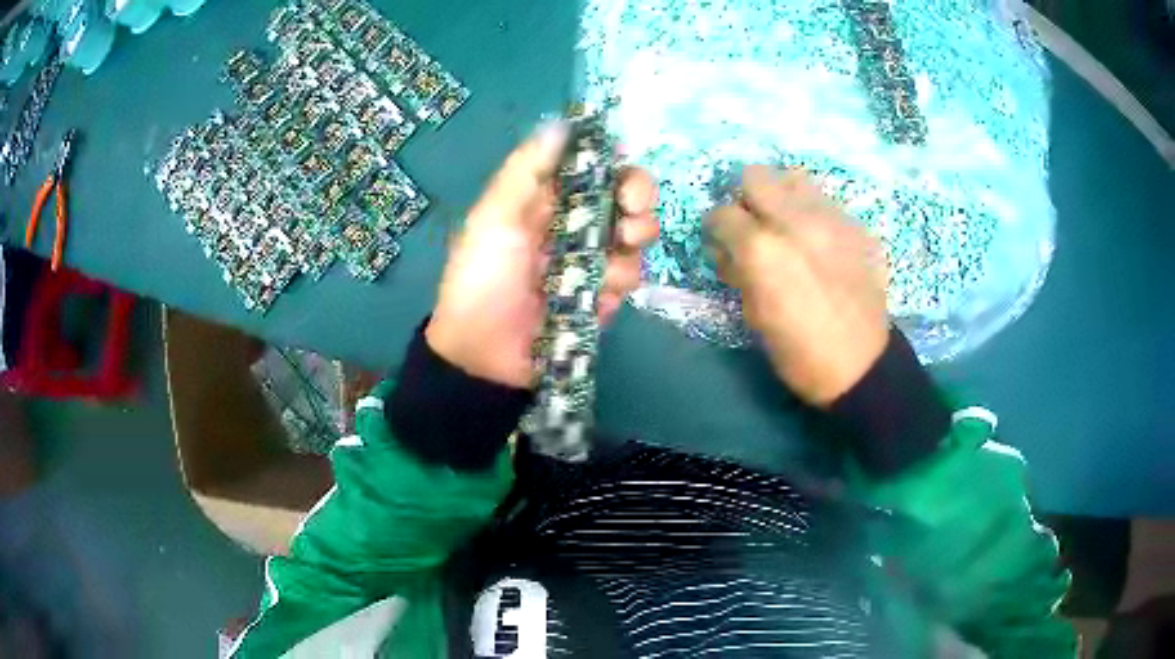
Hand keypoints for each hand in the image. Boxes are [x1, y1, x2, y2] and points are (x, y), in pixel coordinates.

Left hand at [426, 123, 658, 388]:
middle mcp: (575, 224)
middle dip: (637, 198)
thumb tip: (561, 122)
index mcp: (546, 200)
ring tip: (614, 254)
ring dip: (634, 239)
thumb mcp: (493, 219)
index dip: (613, 160)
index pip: (591, 167)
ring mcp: (592, 260)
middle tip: (631, 211)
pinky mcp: (604, 296)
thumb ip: (525, 171)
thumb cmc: (481, 280)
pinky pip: (631, 276)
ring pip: (636, 235)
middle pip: (624, 197)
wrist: (485, 356)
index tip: (624, 160)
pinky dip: (621, 280)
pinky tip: (601, 292)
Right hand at [707, 166, 888, 406]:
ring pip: (794, 178)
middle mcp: (795, 220)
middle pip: (756, 176)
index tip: (722, 242)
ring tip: (786, 224)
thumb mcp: (754, 316)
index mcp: (762, 249)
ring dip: (782, 196)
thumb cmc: (799, 352)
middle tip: (752, 225)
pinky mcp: (856, 227)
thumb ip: (737, 272)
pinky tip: (819, 243)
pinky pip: (826, 202)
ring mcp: (831, 219)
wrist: (862, 366)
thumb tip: (729, 251)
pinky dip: (813, 214)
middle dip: (746, 198)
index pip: (722, 213)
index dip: (717, 228)